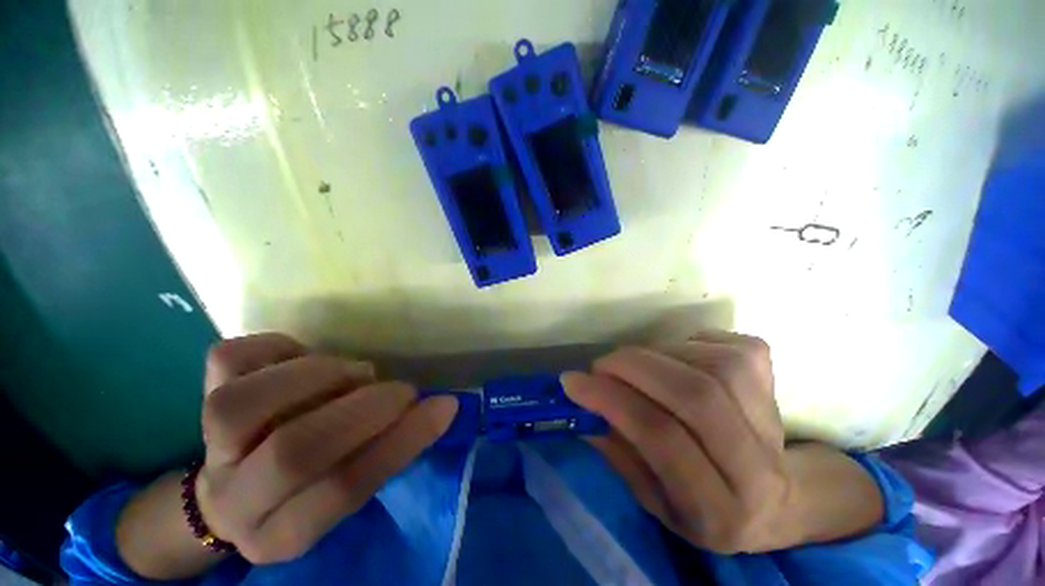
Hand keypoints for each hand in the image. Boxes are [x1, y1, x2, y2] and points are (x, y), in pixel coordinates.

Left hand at [195, 334, 456, 563]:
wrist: (237, 482)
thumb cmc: (310, 484)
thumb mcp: (351, 483)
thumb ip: (391, 449)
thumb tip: (441, 406)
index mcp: (280, 533)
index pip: (343, 490)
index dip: (400, 442)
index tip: (443, 406)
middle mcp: (234, 498)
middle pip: (293, 452)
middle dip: (364, 409)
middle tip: (402, 391)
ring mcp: (208, 444)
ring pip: (244, 403)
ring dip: (321, 376)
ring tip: (356, 374)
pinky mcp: (200, 394)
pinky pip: (231, 358)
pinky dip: (278, 347)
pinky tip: (304, 356)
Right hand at [562, 332, 795, 553]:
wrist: (773, 497)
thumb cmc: (701, 504)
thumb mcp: (651, 497)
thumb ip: (615, 452)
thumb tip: (582, 403)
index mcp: (718, 510)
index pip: (662, 438)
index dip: (611, 399)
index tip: (573, 382)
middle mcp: (756, 467)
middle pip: (694, 395)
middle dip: (632, 367)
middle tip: (600, 365)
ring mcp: (772, 420)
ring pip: (710, 366)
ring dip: (657, 355)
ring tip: (637, 366)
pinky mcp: (777, 384)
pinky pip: (729, 347)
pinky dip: (690, 343)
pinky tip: (677, 358)